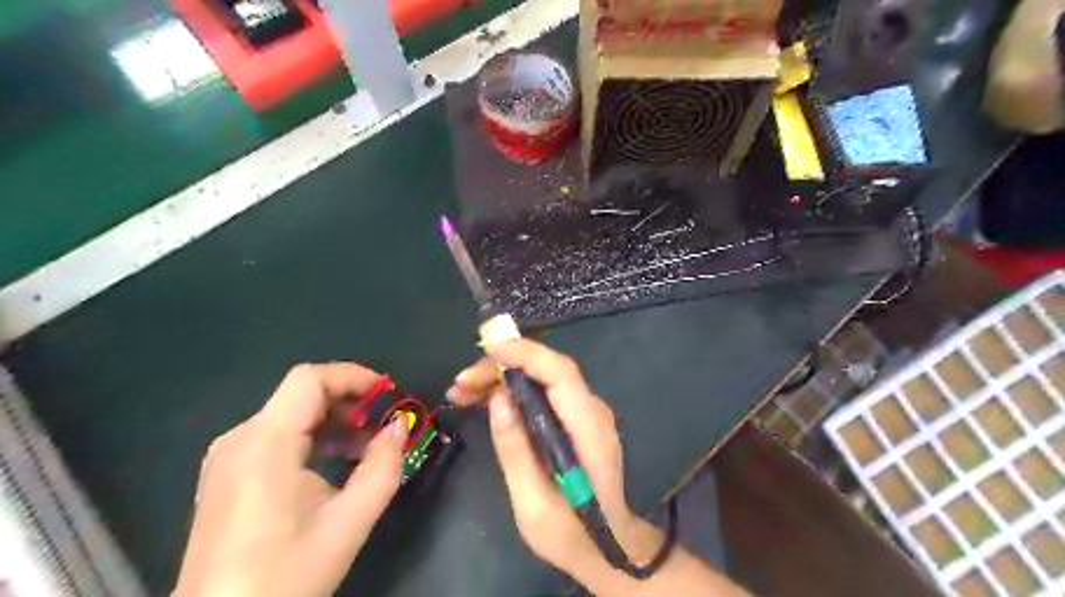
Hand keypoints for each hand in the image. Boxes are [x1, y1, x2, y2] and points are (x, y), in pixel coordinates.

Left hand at [175, 362, 408, 596]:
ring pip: (289, 413)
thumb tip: (400, 427)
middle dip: (349, 400)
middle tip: (384, 425)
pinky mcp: (226, 474)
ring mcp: (228, 456)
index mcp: (265, 443)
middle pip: (301, 393)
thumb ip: (382, 468)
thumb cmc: (285, 576)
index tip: (389, 396)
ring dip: (333, 419)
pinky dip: (312, 436)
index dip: (353, 377)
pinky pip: (275, 435)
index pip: (309, 379)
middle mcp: (240, 439)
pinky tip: (332, 462)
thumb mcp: (348, 523)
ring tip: (364, 446)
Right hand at [447, 343, 644, 579]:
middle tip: (460, 383)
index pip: (561, 373)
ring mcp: (585, 412)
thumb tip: (498, 400)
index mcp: (588, 429)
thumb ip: (516, 451)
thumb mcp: (534, 505)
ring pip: (541, 377)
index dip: (526, 354)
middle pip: (548, 369)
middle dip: (502, 367)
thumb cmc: (571, 533)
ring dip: (502, 377)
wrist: (608, 546)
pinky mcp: (574, 418)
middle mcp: (591, 410)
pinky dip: (512, 390)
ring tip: (461, 392)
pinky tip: (483, 399)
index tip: (488, 349)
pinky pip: (542, 392)